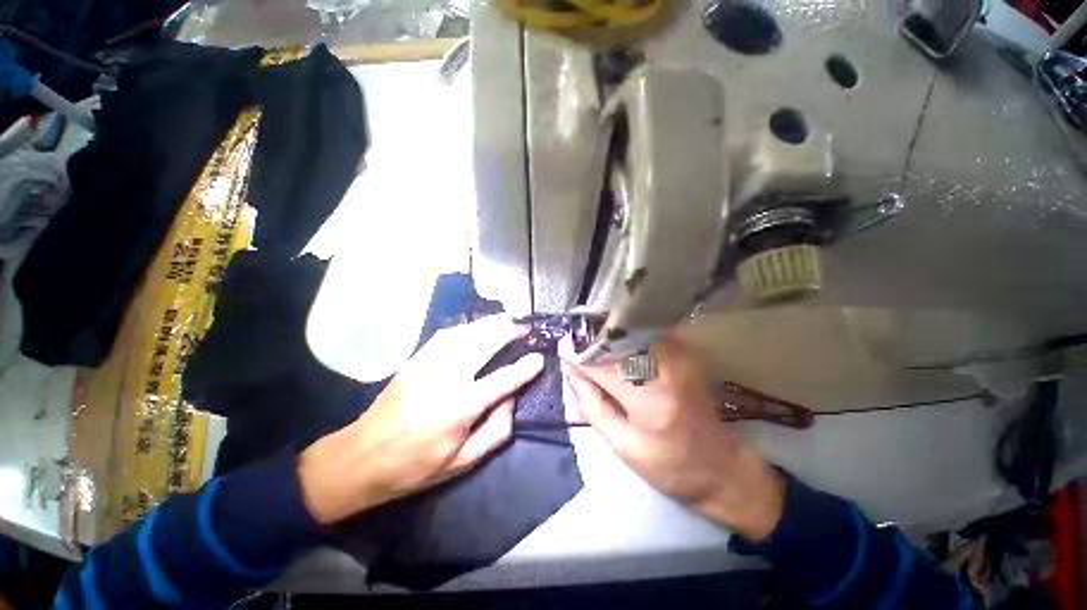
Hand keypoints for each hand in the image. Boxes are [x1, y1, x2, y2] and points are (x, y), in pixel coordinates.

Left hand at [298, 316, 544, 524]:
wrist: (361, 456)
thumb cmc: (415, 466)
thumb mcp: (462, 462)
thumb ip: (496, 430)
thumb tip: (512, 400)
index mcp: (461, 406)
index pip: (504, 379)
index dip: (525, 367)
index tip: (540, 358)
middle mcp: (448, 377)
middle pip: (486, 343)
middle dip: (510, 331)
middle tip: (527, 327)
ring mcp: (430, 363)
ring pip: (468, 332)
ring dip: (491, 324)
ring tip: (509, 320)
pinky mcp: (417, 358)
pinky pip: (448, 334)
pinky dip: (468, 327)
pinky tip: (477, 327)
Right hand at [567, 339, 784, 540]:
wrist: (722, 469)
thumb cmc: (670, 467)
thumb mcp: (622, 446)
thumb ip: (593, 407)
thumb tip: (573, 373)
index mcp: (649, 398)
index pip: (600, 364)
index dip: (576, 355)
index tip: (561, 350)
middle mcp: (666, 368)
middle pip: (616, 339)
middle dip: (590, 339)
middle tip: (573, 342)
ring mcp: (680, 357)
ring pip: (631, 332)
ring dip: (608, 336)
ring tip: (591, 342)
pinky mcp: (685, 354)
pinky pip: (646, 335)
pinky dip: (626, 337)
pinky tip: (615, 344)